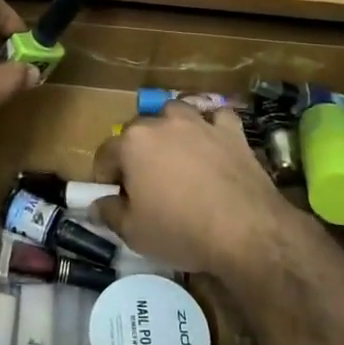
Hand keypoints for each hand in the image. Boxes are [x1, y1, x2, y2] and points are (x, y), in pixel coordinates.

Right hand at [90, 103, 293, 275]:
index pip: (106, 153)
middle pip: (138, 130)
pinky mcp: (231, 131)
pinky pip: (217, 118)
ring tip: (176, 153)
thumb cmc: (181, 231)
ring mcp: (199, 123)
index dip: (105, 176)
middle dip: (136, 151)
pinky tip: (213, 142)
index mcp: (132, 143)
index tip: (113, 195)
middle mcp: (162, 122)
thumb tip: (97, 204)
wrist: (246, 231)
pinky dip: (212, 126)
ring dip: (170, 128)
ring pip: (176, 112)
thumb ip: (110, 213)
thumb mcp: (134, 232)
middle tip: (145, 181)